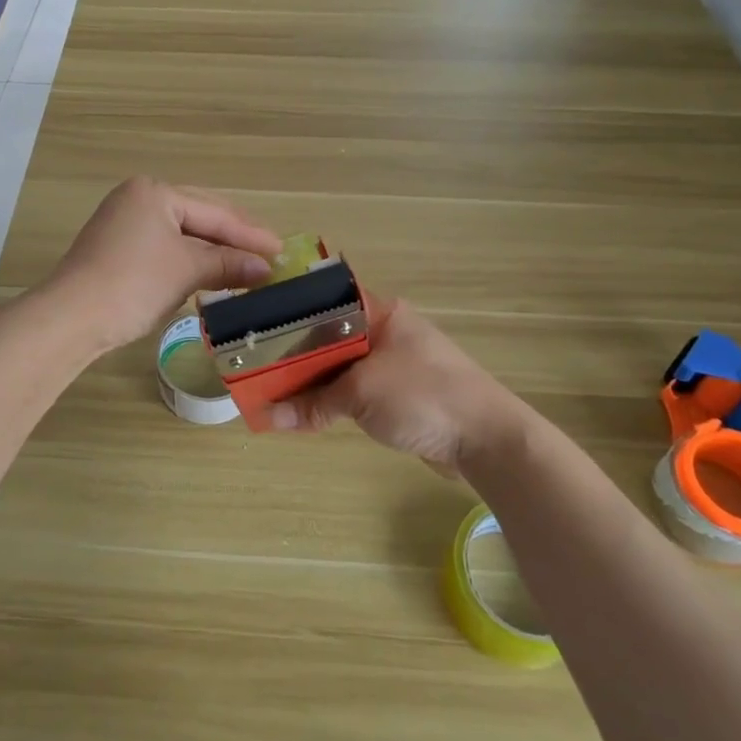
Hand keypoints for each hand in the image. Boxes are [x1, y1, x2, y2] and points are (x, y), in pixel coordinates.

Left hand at [44, 177, 280, 353]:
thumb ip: (228, 264)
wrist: (71, 318)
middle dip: (234, 239)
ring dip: (214, 252)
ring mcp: (124, 224)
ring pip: (182, 235)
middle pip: (199, 217)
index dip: (250, 233)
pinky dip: (190, 262)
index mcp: (154, 192)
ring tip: (248, 266)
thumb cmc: (133, 283)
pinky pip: (166, 249)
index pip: (214, 212)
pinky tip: (211, 273)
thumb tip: (265, 269)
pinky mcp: (117, 250)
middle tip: (270, 255)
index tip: (281, 249)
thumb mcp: (186, 270)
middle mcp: (138, 199)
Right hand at [268, 298, 514, 473]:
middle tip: (253, 363)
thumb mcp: (360, 396)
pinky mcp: (400, 394)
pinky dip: (331, 400)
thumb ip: (313, 404)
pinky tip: (303, 411)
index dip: (291, 311)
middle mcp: (386, 331)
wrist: (486, 439)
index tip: (256, 324)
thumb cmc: (423, 397)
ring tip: (269, 389)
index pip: (326, 300)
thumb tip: (265, 417)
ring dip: (311, 380)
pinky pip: (355, 390)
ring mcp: (394, 363)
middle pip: (329, 336)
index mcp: (381, 313)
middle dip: (294, 354)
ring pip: (340, 366)